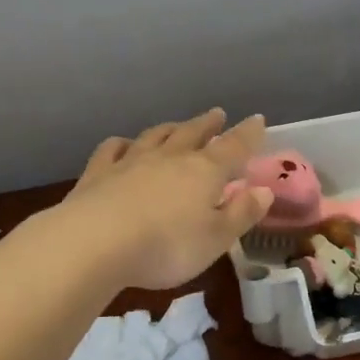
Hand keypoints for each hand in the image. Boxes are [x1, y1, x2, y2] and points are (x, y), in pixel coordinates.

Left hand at [54, 109, 273, 290]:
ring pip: (155, 136)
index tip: (258, 120)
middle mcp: (170, 158)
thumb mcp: (216, 239)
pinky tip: (123, 145)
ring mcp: (131, 162)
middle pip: (192, 133)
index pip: (234, 147)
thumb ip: (241, 213)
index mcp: (204, 172)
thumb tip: (265, 190)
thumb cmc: (166, 246)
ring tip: (177, 125)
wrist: (94, 243)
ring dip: (170, 129)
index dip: (248, 134)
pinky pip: (113, 149)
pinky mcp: (98, 173)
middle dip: (207, 124)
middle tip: (217, 114)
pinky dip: (122, 144)